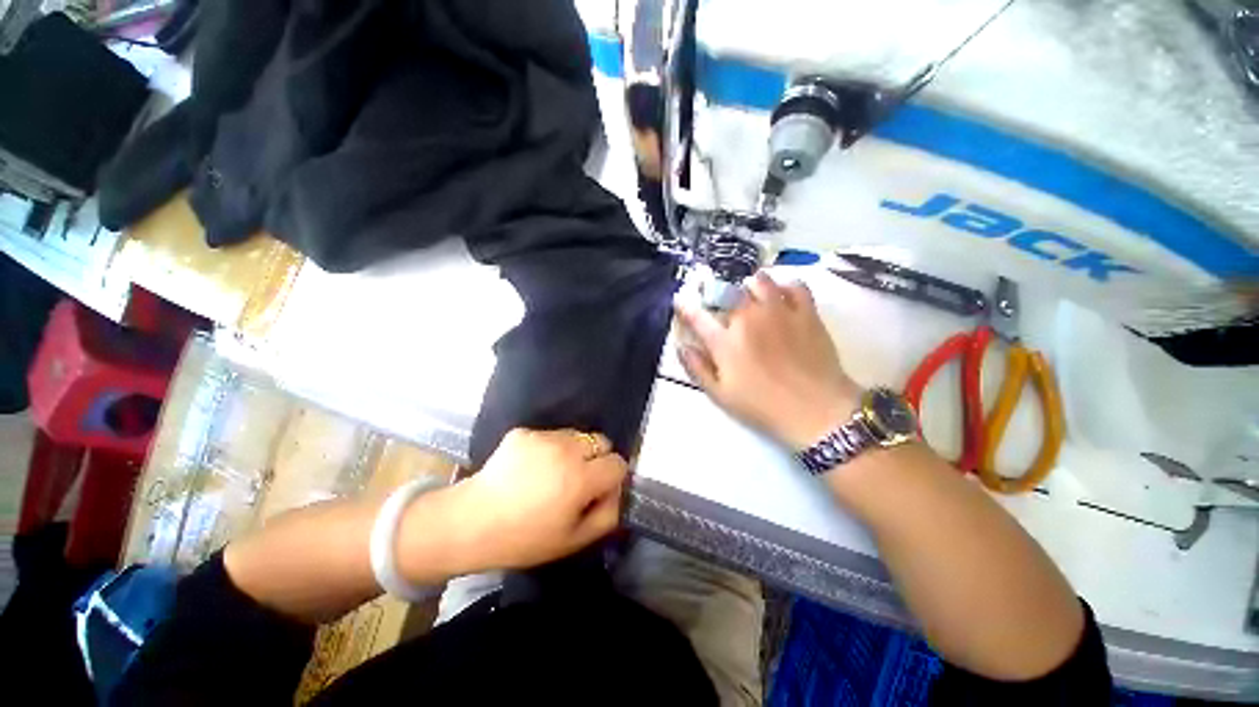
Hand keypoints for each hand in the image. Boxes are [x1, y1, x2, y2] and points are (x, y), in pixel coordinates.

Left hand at [446, 428, 626, 572]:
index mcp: (580, 478)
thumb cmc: (524, 539)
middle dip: (596, 458)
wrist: (470, 522)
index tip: (598, 489)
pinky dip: (549, 448)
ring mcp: (543, 436)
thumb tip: (617, 491)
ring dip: (574, 451)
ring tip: (552, 472)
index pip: (617, 463)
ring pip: (577, 435)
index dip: (612, 477)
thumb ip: (607, 515)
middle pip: (601, 441)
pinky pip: (551, 435)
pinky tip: (530, 467)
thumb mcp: (573, 540)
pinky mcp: (524, 431)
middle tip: (577, 479)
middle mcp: (566, 450)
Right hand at [675, 272, 861, 449]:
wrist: (816, 410)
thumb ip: (697, 368)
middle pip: (727, 290)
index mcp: (725, 341)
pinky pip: (794, 286)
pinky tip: (782, 297)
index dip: (685, 306)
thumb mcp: (721, 395)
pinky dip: (785, 287)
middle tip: (720, 302)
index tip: (681, 302)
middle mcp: (748, 318)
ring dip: (750, 286)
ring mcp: (779, 311)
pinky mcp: (806, 312)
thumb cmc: (763, 406)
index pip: (697, 316)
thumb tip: (682, 346)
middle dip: (717, 292)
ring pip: (760, 281)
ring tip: (751, 297)